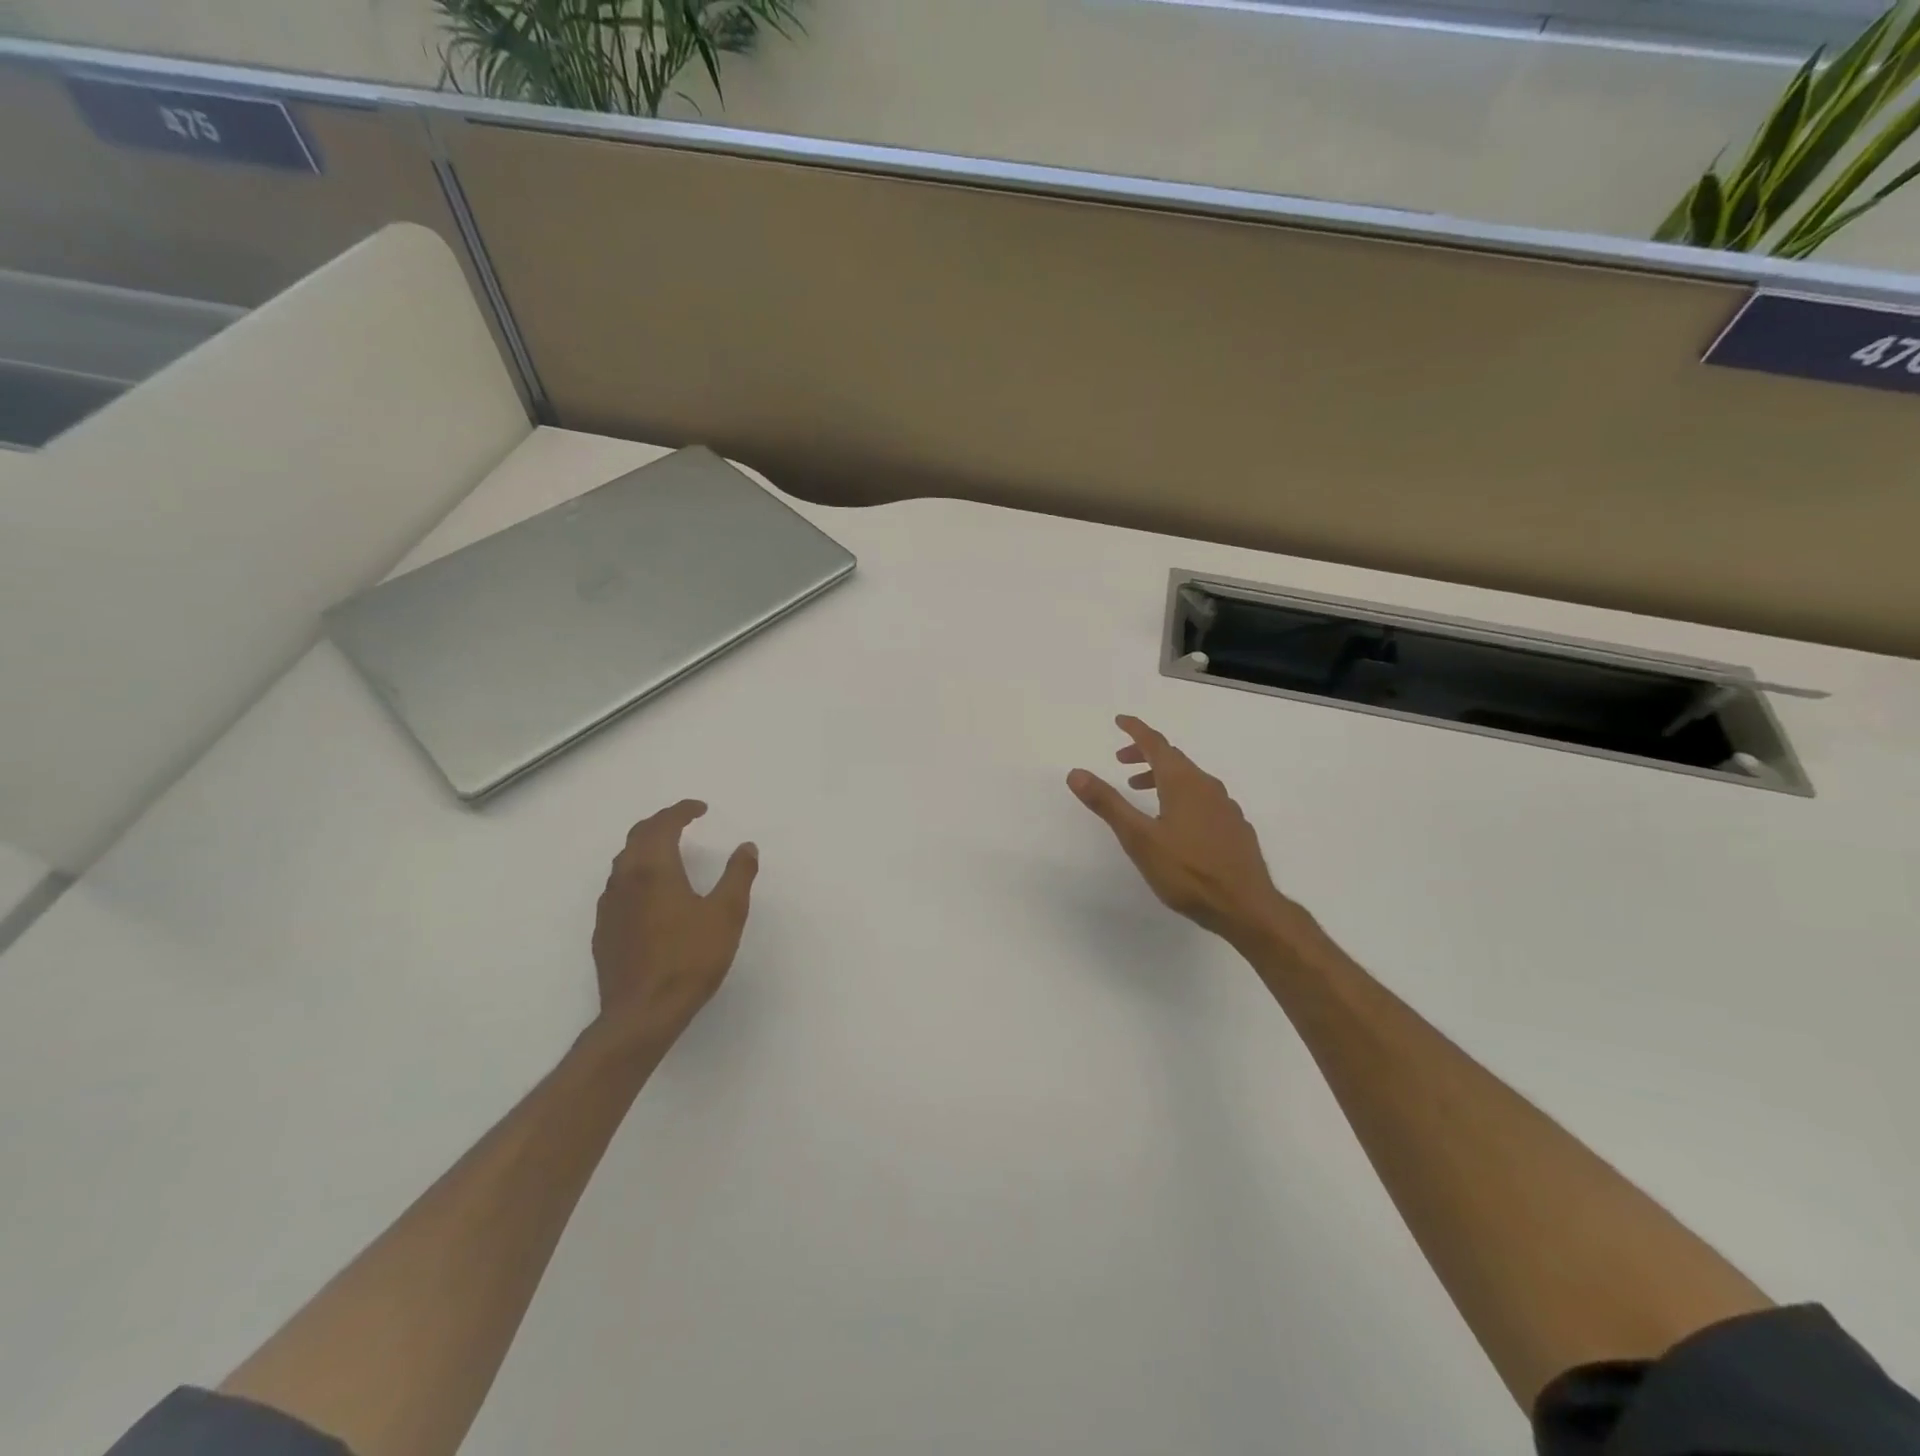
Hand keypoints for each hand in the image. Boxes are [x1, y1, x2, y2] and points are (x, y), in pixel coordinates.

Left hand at [591, 800, 758, 1045]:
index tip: (700, 808)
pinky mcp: (603, 931)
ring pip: (624, 862)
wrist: (642, 1014)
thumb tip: (746, 847)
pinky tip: (650, 893)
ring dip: (645, 847)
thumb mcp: (726, 914)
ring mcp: (609, 906)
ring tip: (668, 851)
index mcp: (653, 869)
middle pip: (637, 837)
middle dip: (660, 823)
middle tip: (682, 821)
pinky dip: (636, 874)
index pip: (662, 825)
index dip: (681, 811)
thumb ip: (738, 876)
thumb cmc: (689, 959)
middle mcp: (625, 880)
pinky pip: (618, 887)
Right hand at [1068, 716, 1308, 950]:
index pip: (1156, 744)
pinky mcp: (1234, 827)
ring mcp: (1225, 807)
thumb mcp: (1139, 838)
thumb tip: (1076, 772)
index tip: (1120, 720)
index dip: (1136, 730)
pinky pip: (1203, 797)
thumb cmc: (1187, 871)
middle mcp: (1207, 786)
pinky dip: (1182, 795)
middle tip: (1120, 761)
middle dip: (1145, 754)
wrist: (1245, 906)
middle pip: (1174, 759)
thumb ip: (1108, 803)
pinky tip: (1176, 820)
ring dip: (1162, 777)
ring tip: (1141, 791)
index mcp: (1183, 783)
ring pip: (1190, 779)